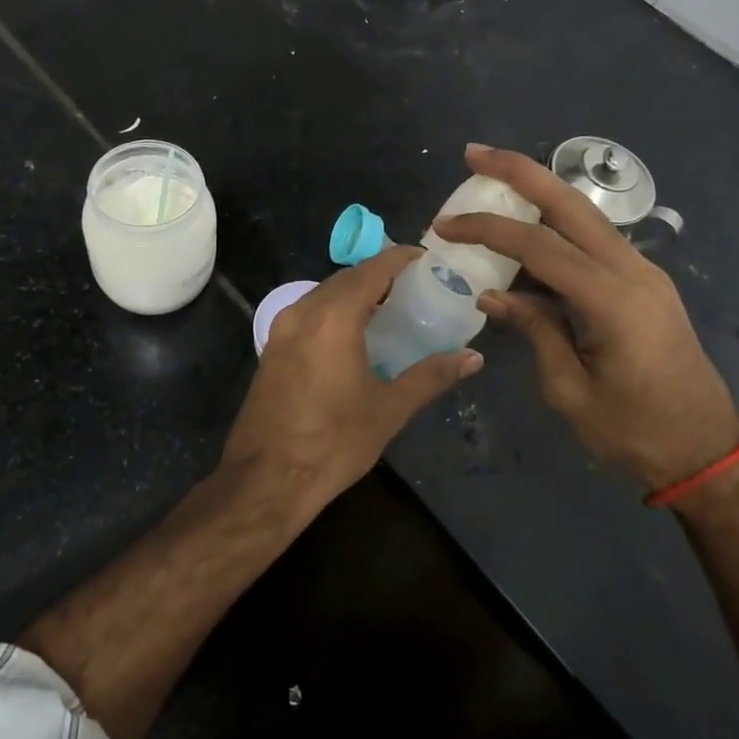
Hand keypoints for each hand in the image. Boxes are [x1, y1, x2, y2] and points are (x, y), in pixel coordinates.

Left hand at [222, 246, 481, 513]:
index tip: (426, 260)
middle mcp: (303, 312)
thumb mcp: (388, 410)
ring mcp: (281, 330)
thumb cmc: (333, 442)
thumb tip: (473, 357)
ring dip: (355, 294)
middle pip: (346, 278)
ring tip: (389, 311)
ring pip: (324, 294)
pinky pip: (308, 314)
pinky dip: (334, 312)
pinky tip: (354, 337)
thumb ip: (431, 376)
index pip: (372, 269)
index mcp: (333, 317)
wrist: (265, 479)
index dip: (400, 259)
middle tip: (414, 288)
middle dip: (379, 275)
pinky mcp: (271, 349)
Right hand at [434, 145, 738, 491]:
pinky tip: (528, 229)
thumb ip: (534, 331)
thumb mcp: (570, 391)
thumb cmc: (634, 431)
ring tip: (493, 181)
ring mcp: (644, 273)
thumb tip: (492, 294)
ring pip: (585, 215)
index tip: (445, 228)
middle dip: (520, 172)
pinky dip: (557, 225)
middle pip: (570, 204)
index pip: (539, 247)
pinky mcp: (645, 282)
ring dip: (539, 192)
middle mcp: (633, 271)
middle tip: (474, 154)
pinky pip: (594, 240)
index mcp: (613, 300)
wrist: (705, 449)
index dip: (488, 230)